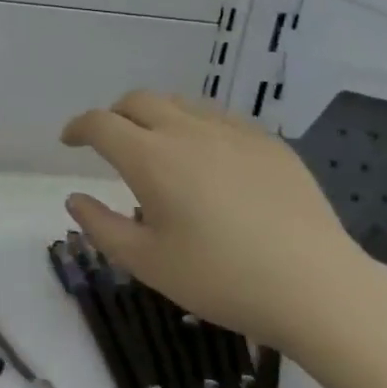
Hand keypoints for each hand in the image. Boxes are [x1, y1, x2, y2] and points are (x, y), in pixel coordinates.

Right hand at [59, 91, 378, 354]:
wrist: (316, 286)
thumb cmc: (221, 279)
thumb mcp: (147, 263)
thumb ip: (102, 227)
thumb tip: (75, 198)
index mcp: (151, 158)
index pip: (101, 123)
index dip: (78, 128)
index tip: (69, 141)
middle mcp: (188, 130)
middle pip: (138, 101)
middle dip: (115, 115)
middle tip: (112, 143)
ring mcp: (232, 131)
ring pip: (180, 103)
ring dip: (156, 116)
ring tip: (158, 148)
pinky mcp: (268, 142)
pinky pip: (219, 118)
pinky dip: (196, 126)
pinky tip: (209, 160)